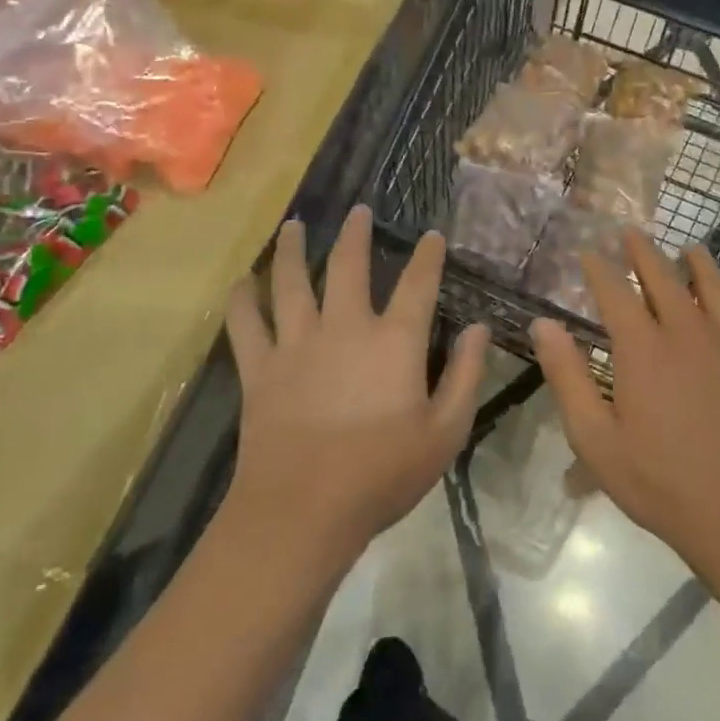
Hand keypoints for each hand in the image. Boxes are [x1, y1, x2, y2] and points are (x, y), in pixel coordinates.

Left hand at [225, 205, 487, 565]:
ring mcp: (297, 344)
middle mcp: (345, 327)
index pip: (418, 284)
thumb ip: (465, 375)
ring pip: (291, 282)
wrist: (303, 511)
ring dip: (293, 250)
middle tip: (358, 210)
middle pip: (348, 265)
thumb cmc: (382, 474)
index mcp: (393, 341)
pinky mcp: (261, 368)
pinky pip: (246, 325)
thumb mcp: (445, 432)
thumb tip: (479, 329)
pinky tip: (240, 282)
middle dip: (356, 233)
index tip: (431, 235)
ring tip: (294, 225)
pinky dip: (242, 301)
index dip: (427, 256)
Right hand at [531, 233, 719, 599]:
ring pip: (711, 284)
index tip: (586, 251)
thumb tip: (543, 324)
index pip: (615, 290)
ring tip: (686, 249)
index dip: (597, 267)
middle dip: (642, 250)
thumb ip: (567, 377)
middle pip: (663, 275)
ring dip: (695, 262)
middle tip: (629, 232)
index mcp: (643, 348)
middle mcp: (686, 332)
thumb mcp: (596, 440)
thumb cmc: (660, 482)